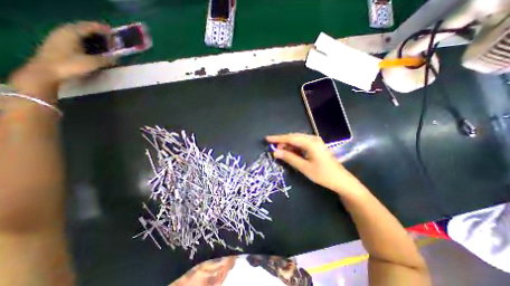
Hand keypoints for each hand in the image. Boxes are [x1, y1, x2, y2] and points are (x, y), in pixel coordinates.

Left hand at [32, 21, 114, 81]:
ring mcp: (59, 39)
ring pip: (78, 35)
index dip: (100, 28)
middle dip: (96, 32)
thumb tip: (116, 59)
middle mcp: (64, 32)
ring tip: (102, 43)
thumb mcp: (92, 63)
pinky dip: (85, 42)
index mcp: (71, 33)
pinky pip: (75, 40)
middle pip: (82, 29)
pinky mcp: (58, 46)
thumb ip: (106, 60)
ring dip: (90, 38)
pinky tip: (91, 48)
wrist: (47, 72)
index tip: (112, 31)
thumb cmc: (70, 65)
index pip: (88, 27)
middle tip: (108, 37)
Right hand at [267, 134, 357, 193]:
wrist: (341, 180)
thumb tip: (275, 152)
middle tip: (273, 149)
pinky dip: (294, 148)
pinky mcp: (315, 146)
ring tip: (280, 152)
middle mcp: (312, 139)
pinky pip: (302, 144)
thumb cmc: (323, 175)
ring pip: (297, 141)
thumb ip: (289, 158)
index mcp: (310, 143)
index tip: (267, 139)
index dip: (277, 138)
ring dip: (288, 145)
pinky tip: (290, 152)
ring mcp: (315, 142)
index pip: (290, 138)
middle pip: (293, 137)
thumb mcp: (304, 167)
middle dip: (282, 142)